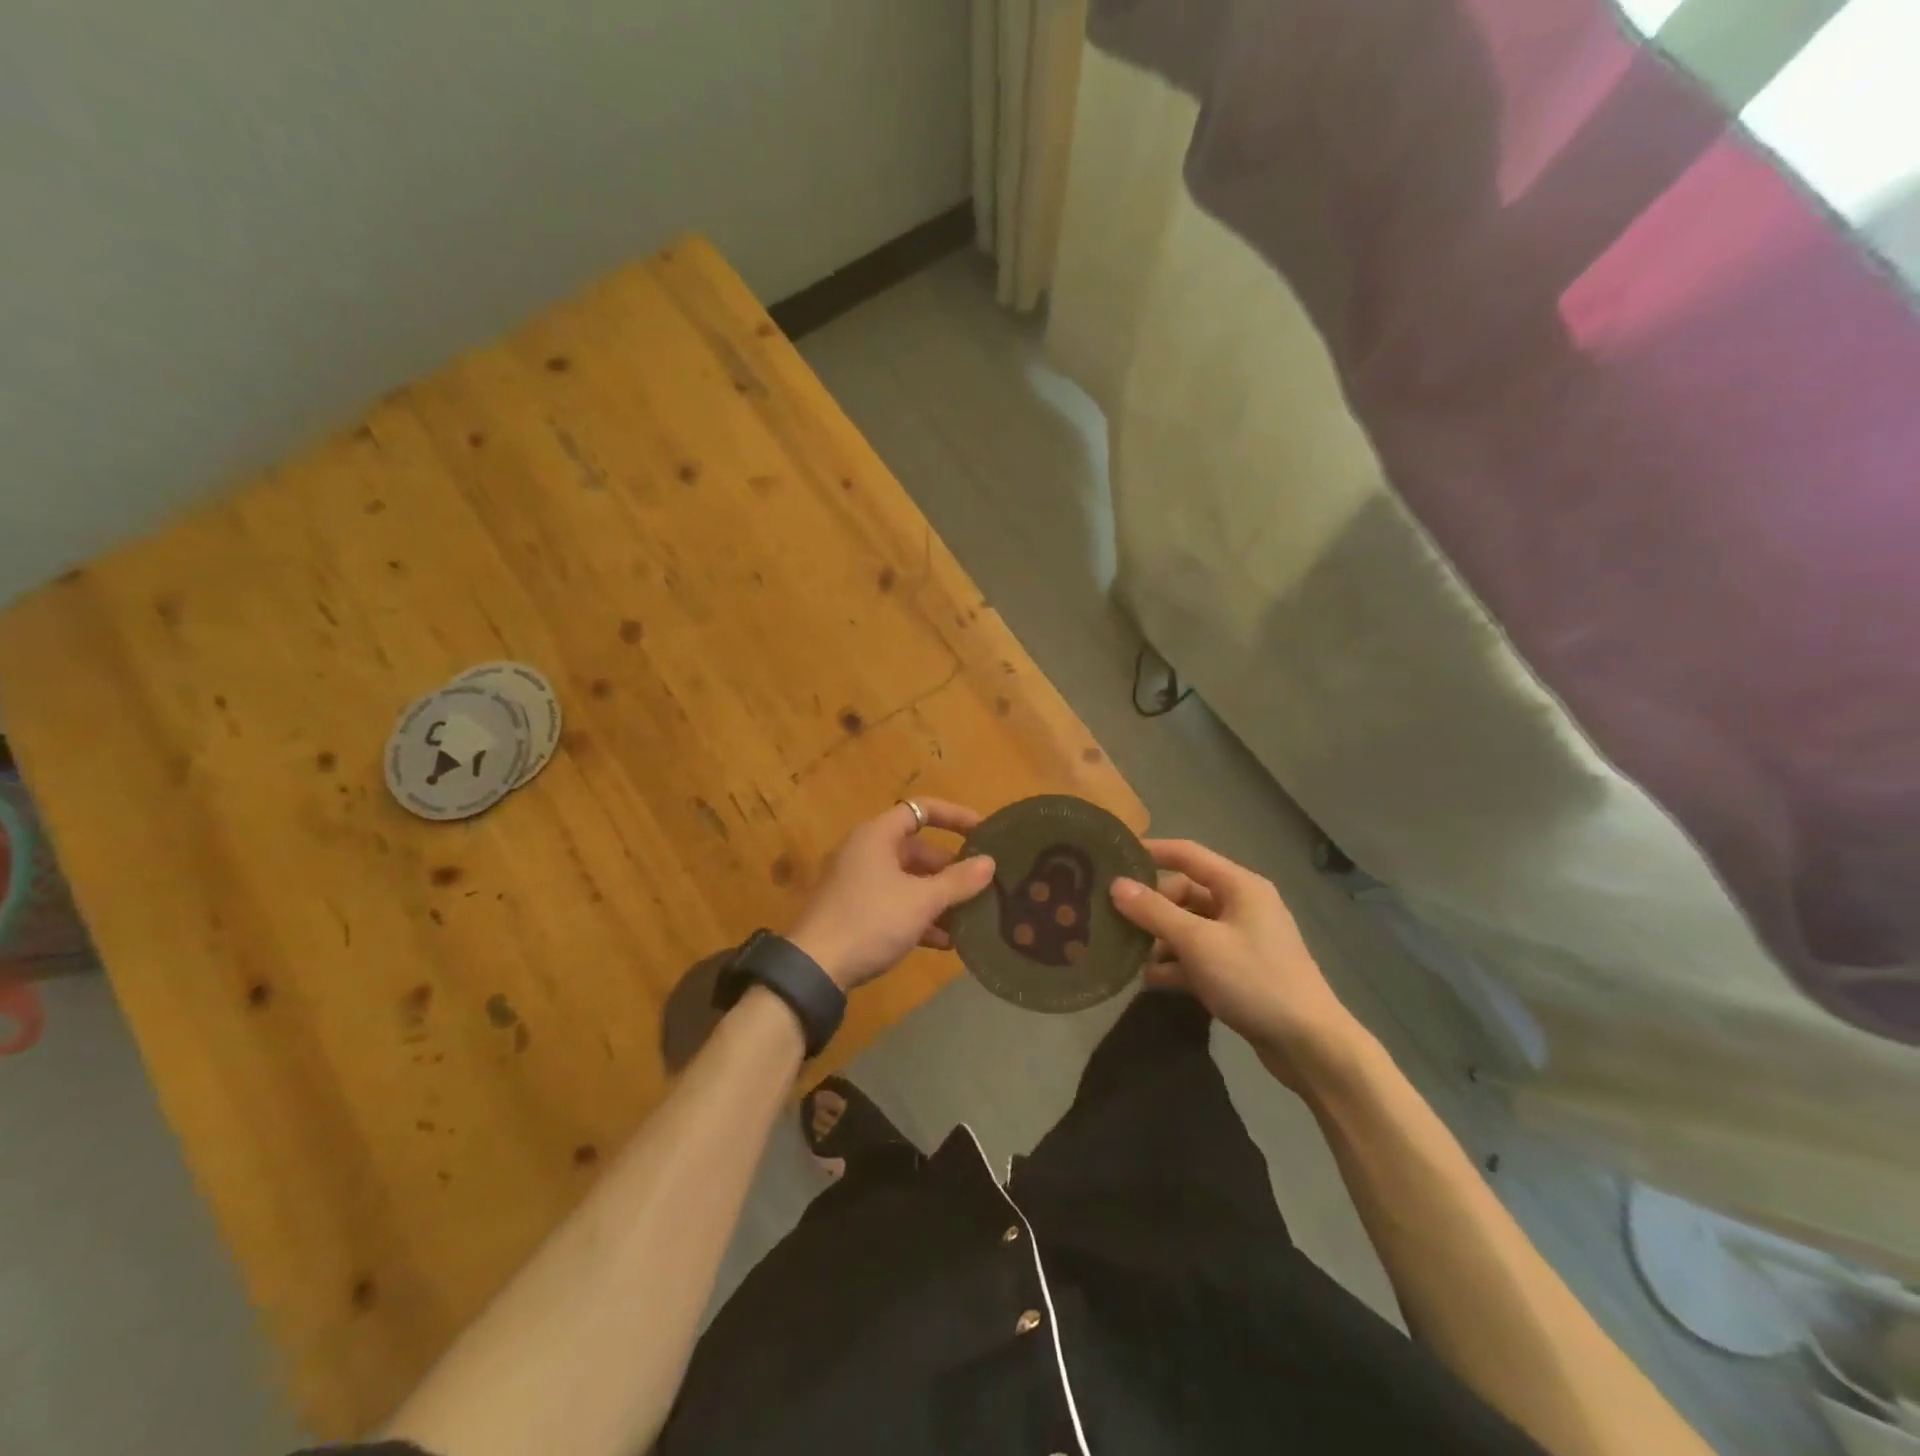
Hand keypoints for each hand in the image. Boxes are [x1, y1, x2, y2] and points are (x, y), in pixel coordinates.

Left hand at [786, 800, 996, 991]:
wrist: (816, 968)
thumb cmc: (871, 920)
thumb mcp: (921, 901)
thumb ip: (958, 881)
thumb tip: (990, 863)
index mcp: (877, 836)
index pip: (921, 810)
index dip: (954, 816)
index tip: (983, 831)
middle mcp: (867, 853)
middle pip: (917, 850)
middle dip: (950, 868)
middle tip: (980, 885)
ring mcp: (859, 884)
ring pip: (909, 881)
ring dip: (939, 897)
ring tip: (970, 917)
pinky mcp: (857, 913)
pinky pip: (896, 905)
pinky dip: (920, 917)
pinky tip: (945, 942)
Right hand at [1110, 839, 1366, 1089]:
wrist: (1309, 1045)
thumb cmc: (1253, 979)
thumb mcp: (1198, 942)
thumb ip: (1154, 912)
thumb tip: (1116, 885)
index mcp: (1239, 886)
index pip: (1187, 854)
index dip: (1151, 852)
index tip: (1113, 857)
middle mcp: (1241, 905)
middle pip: (1185, 893)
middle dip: (1151, 907)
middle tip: (1115, 920)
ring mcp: (1241, 940)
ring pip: (1189, 927)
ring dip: (1160, 939)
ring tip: (1127, 955)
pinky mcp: (1239, 971)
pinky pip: (1198, 956)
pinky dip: (1176, 964)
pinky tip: (1150, 979)